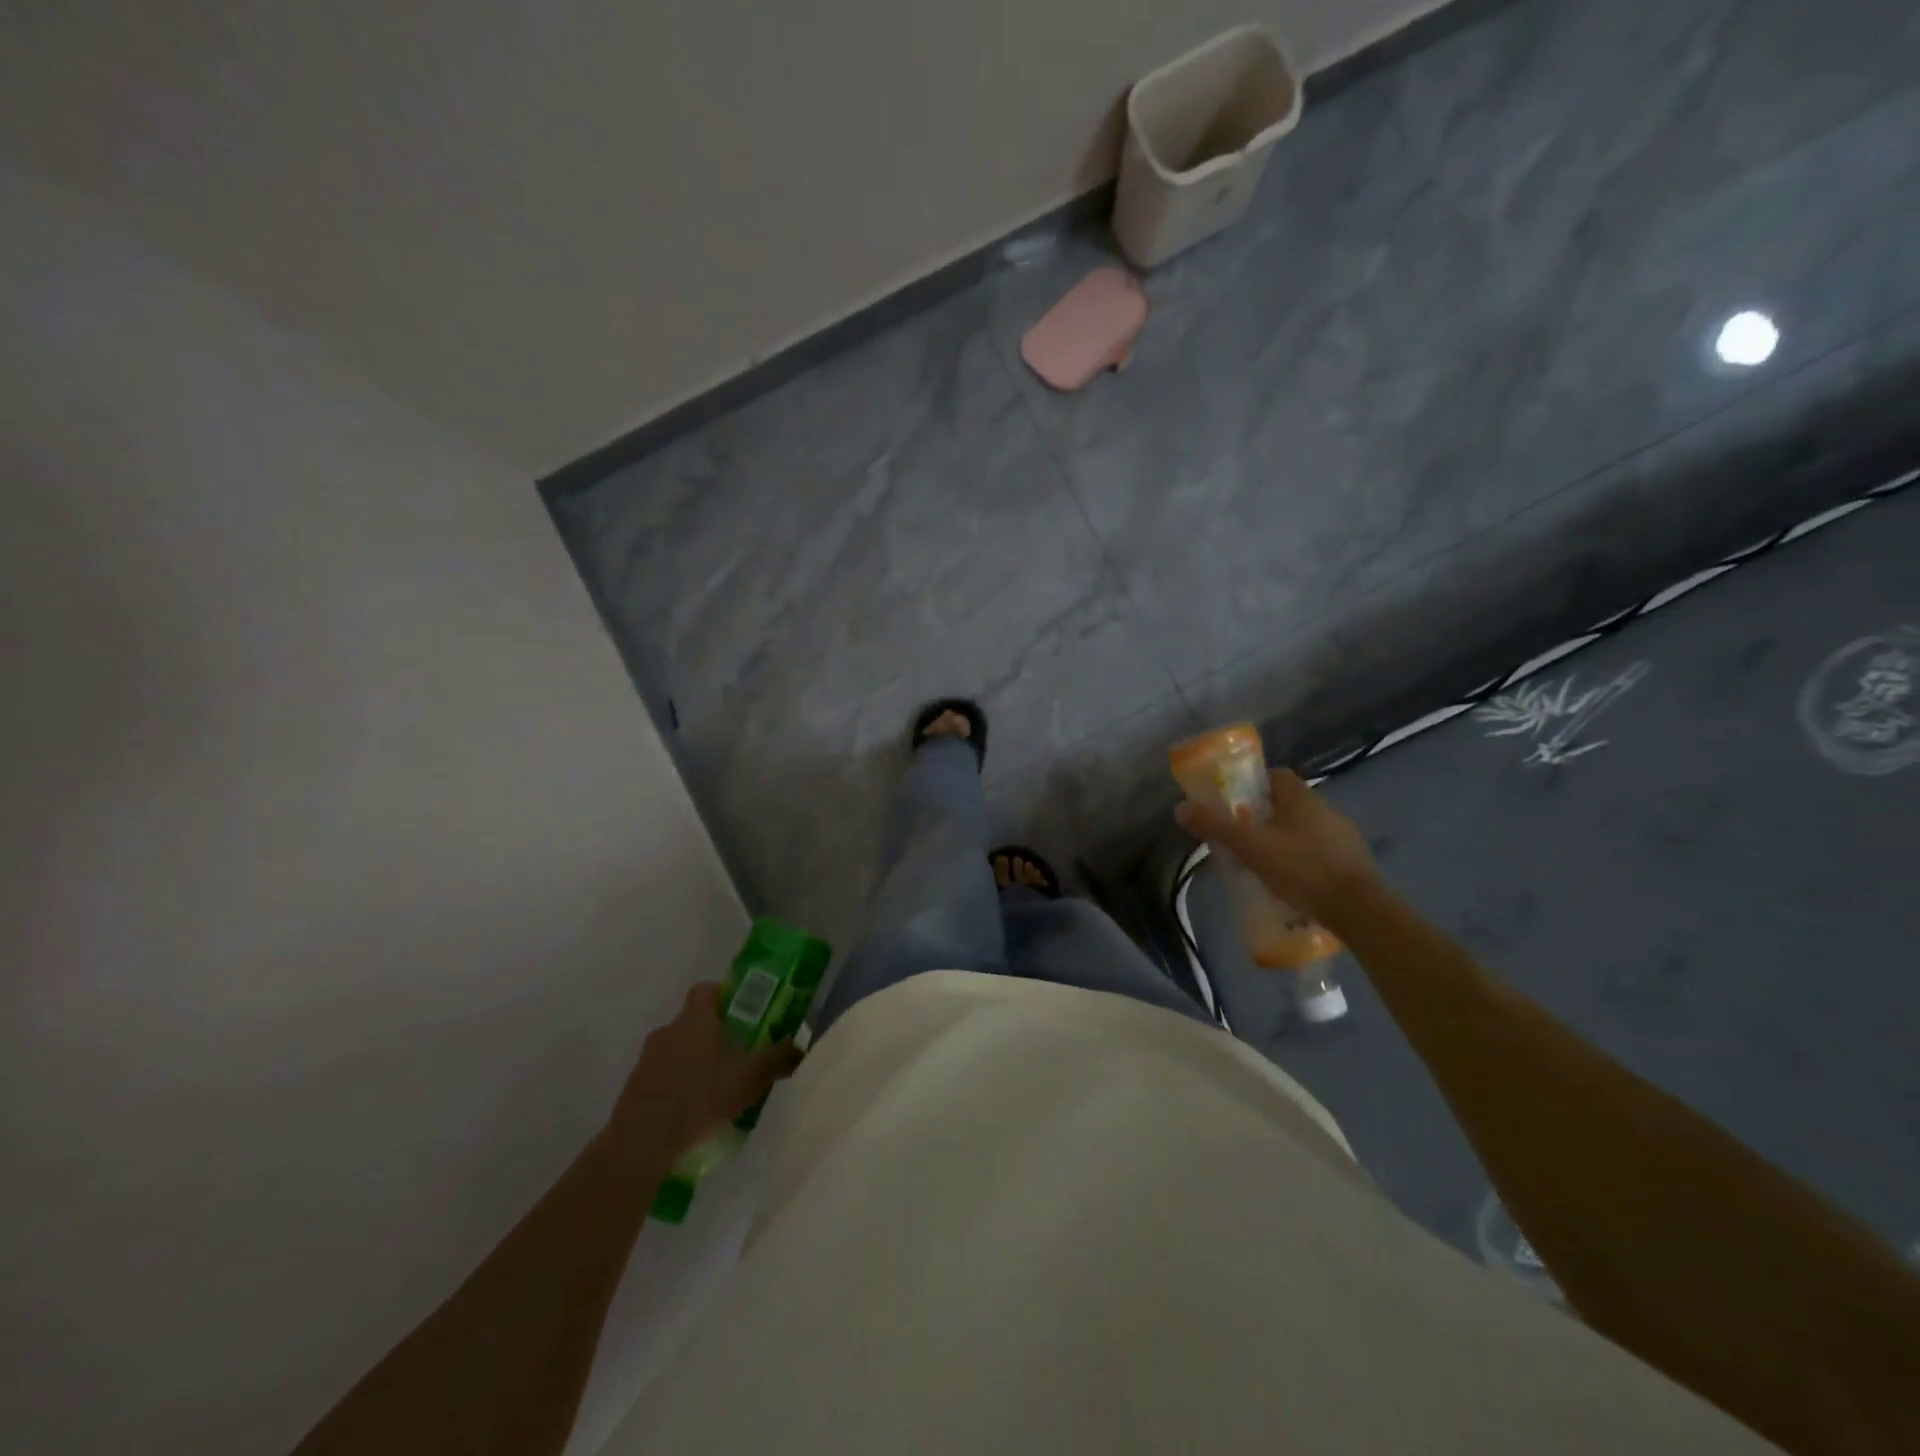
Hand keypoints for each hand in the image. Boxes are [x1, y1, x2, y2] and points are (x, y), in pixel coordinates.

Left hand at [607, 983, 803, 1162]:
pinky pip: (662, 1076)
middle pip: (693, 1021)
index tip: (742, 1013)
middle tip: (736, 1055)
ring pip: (677, 1049)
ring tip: (715, 1089)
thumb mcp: (751, 1078)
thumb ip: (778, 1058)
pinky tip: (692, 1112)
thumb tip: (799, 1047)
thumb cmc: (702, 1096)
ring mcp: (647, 1059)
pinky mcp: (634, 1087)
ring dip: (693, 1062)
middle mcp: (668, 1030)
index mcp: (696, 1018)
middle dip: (713, 1034)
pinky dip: (677, 1086)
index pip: (707, 989)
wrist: (643, 1141)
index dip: (724, 995)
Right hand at [1174, 768, 1380, 928]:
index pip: (1276, 775)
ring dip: (1285, 839)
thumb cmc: (1302, 869)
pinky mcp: (1354, 863)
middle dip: (1265, 815)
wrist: (1359, 910)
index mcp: (1301, 798)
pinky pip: (1320, 852)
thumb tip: (1180, 808)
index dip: (1254, 784)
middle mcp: (1326, 809)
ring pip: (1305, 829)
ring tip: (1264, 862)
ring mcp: (1344, 836)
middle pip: (1289, 803)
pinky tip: (1292, 882)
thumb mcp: (1251, 847)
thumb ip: (1216, 826)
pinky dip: (1304, 861)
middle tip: (1243, 835)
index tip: (1235, 803)